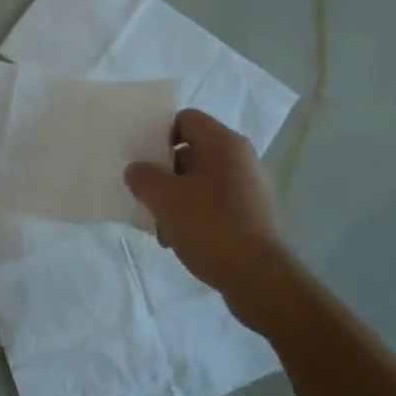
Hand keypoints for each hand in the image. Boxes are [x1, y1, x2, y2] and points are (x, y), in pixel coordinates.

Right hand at [124, 109, 284, 303]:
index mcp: (224, 143)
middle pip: (193, 151)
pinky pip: (216, 203)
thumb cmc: (209, 225)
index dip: (160, 134)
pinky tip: (181, 239)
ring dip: (177, 198)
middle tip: (147, 195)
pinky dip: (196, 214)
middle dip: (165, 173)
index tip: (142, 160)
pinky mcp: (254, 214)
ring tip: (162, 227)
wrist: (258, 276)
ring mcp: (251, 187)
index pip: (186, 119)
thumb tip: (137, 170)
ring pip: (202, 181)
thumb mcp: (164, 198)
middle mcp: (242, 158)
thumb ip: (143, 176)